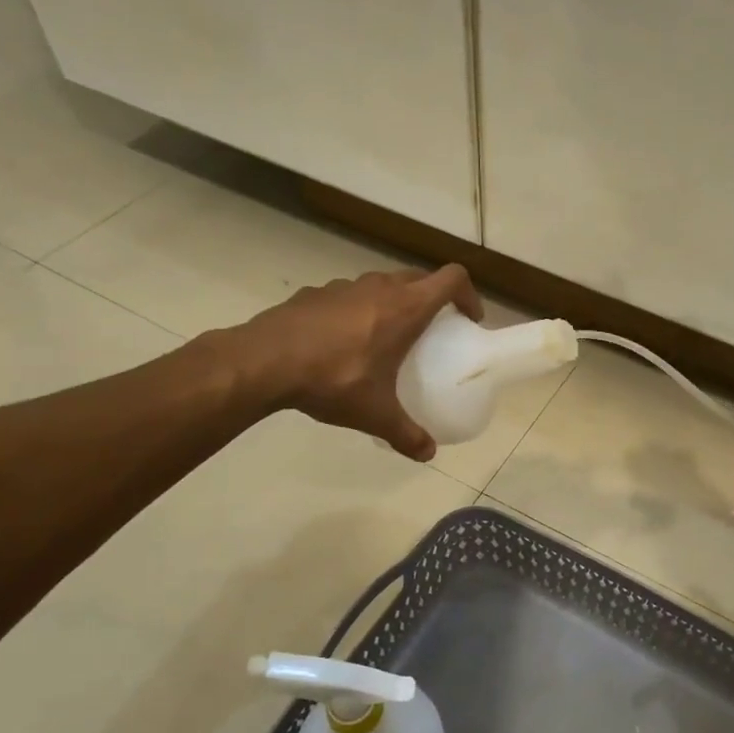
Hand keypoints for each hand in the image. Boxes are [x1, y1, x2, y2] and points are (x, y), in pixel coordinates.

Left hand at [235, 264, 482, 460]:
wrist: (264, 361)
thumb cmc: (333, 380)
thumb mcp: (375, 414)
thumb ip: (406, 434)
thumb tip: (428, 454)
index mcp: (406, 308)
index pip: (452, 279)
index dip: (468, 294)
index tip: (468, 319)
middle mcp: (380, 287)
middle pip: (420, 278)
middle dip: (433, 298)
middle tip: (433, 330)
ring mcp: (345, 286)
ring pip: (382, 284)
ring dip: (393, 302)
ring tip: (386, 337)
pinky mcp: (315, 292)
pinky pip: (349, 296)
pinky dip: (357, 311)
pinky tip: (342, 342)